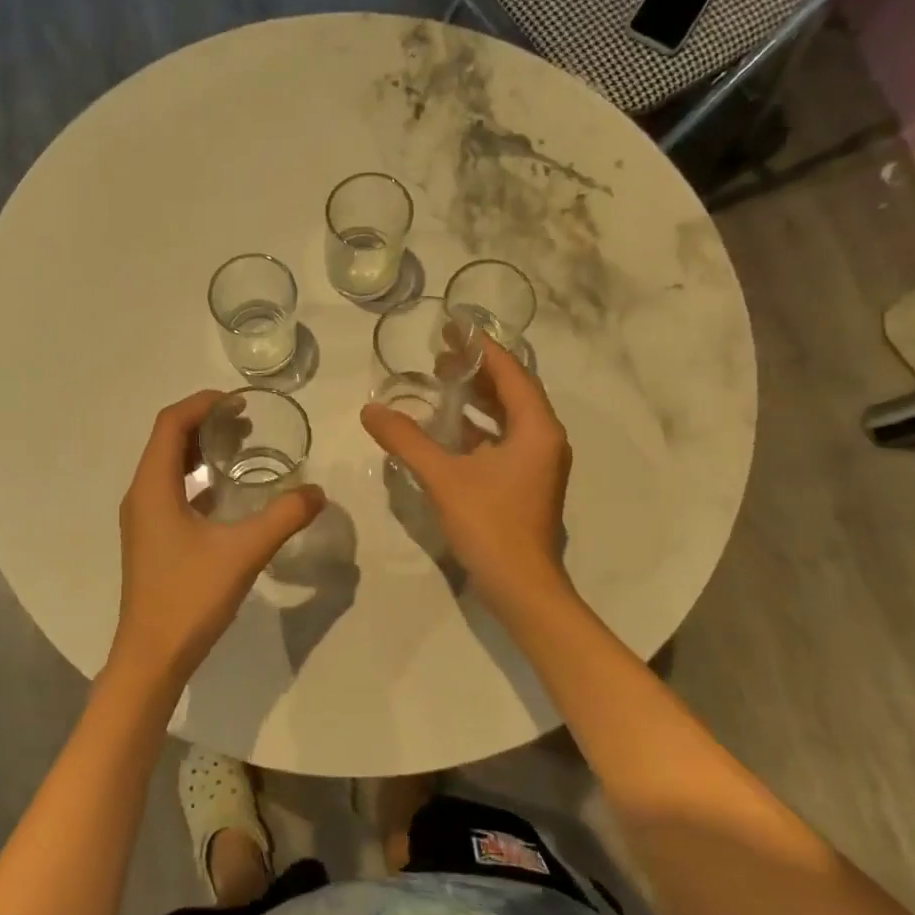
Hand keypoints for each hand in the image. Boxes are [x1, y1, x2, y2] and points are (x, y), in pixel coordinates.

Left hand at [111, 390, 325, 688]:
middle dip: (204, 423)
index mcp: (152, 487)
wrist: (152, 657)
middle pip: (167, 441)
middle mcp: (141, 495)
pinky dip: (197, 480)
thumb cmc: (189, 597)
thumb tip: (318, 492)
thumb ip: (283, 518)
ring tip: (241, 446)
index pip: (170, 424)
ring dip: (200, 450)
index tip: (239, 402)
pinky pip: (171, 492)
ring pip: (168, 467)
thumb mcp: (243, 552)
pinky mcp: (151, 539)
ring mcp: (143, 519)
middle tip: (247, 422)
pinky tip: (228, 492)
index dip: (202, 404)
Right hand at [361, 333, 573, 613]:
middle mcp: (543, 439)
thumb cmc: (490, 524)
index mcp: (536, 429)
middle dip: (477, 370)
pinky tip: (446, 427)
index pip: (511, 372)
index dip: (481, 348)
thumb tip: (370, 409)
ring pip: (507, 417)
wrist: (520, 587)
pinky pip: (502, 440)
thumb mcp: (443, 477)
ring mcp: (536, 463)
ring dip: (477, 398)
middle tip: (440, 353)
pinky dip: (477, 427)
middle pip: (512, 391)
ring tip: (440, 382)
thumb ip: (406, 440)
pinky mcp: (524, 482)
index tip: (453, 327)